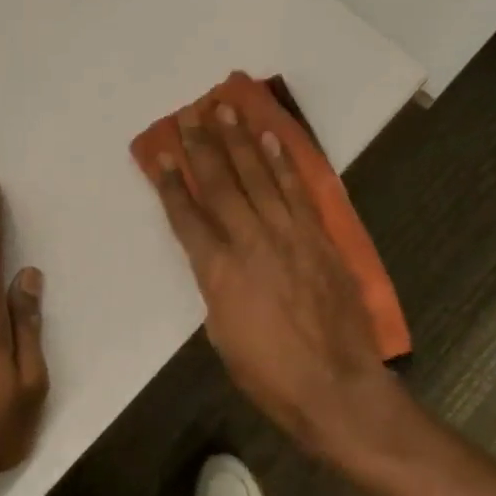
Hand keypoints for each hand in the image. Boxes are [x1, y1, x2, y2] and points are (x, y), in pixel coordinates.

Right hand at [144, 103, 393, 456]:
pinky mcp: (318, 237)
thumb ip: (217, 289)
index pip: (186, 216)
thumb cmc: (269, 375)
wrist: (335, 386)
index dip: (170, 184)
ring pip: (257, 176)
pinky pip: (296, 190)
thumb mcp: (223, 336)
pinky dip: (282, 162)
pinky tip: (271, 138)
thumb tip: (217, 262)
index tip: (160, 155)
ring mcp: (288, 235)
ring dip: (239, 140)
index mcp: (217, 271)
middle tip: (189, 114)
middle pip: (219, 184)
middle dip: (201, 147)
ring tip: (225, 109)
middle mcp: (249, 241)